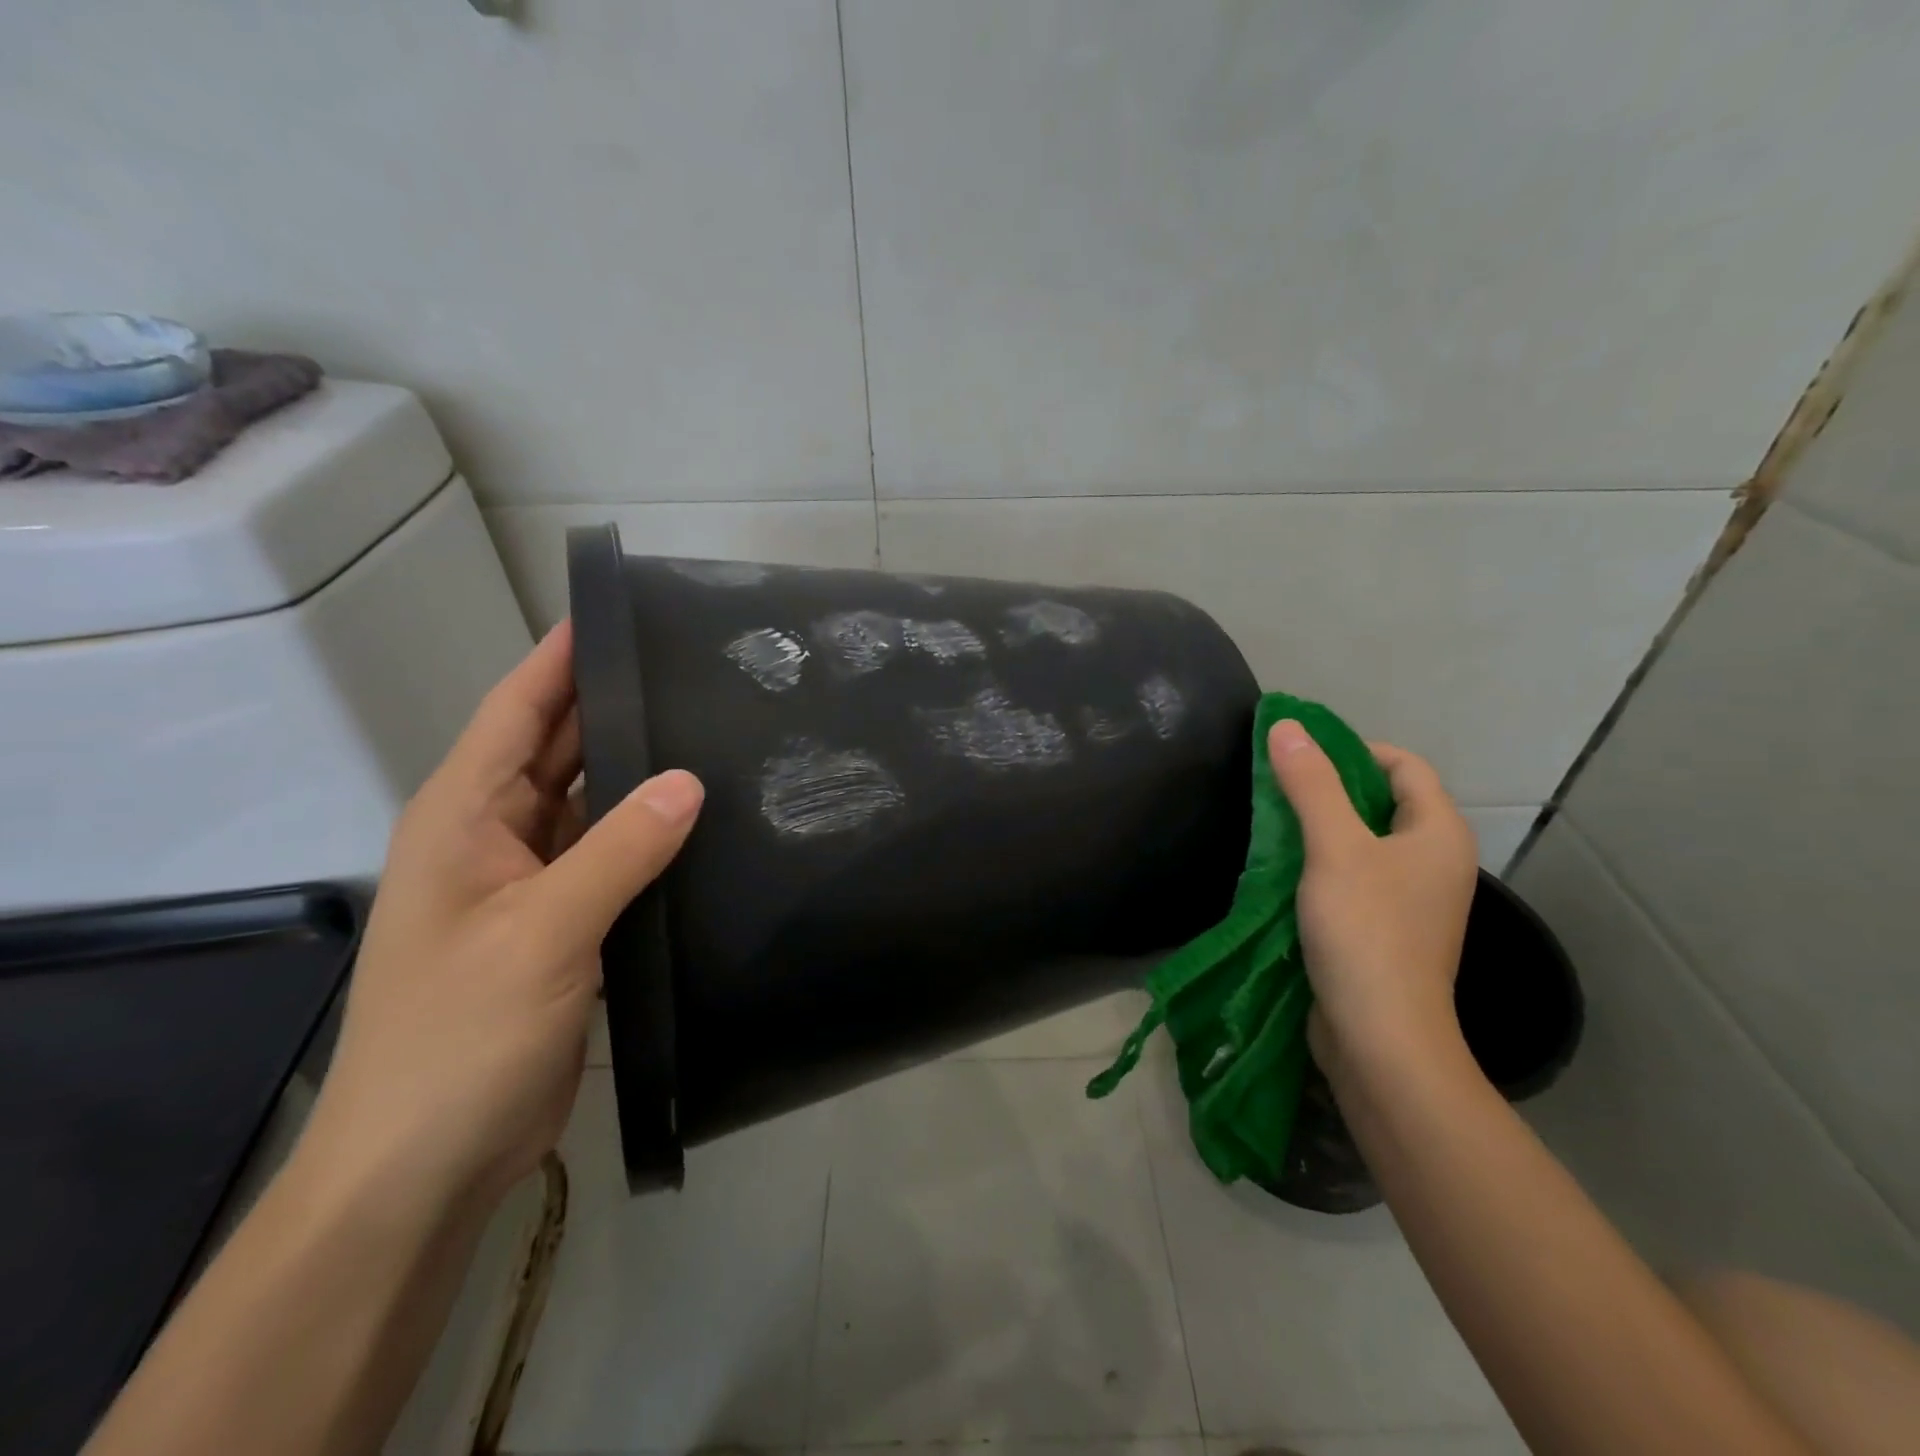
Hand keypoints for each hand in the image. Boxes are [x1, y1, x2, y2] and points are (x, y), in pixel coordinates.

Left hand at [300, 622, 703, 1212]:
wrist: (426, 1163)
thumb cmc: (460, 1035)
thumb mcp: (542, 931)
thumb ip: (620, 849)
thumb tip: (690, 780)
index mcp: (465, 818)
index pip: (518, 712)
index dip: (561, 658)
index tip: (619, 610)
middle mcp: (495, 837)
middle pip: (560, 750)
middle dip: (615, 706)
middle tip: (693, 669)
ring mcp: (531, 882)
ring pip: (593, 804)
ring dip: (640, 772)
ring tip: (712, 732)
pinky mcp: (563, 923)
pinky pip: (612, 856)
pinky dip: (650, 834)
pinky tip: (701, 821)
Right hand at [1268, 720, 1478, 1078]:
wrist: (1379, 1036)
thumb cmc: (1366, 931)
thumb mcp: (1334, 848)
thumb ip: (1311, 784)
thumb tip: (1286, 725)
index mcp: (1439, 833)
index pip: (1403, 765)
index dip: (1353, 750)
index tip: (1299, 756)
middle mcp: (1434, 861)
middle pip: (1382, 802)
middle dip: (1329, 788)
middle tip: (1276, 786)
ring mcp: (1411, 899)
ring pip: (1362, 842)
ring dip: (1319, 827)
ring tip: (1270, 823)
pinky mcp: (1384, 928)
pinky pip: (1352, 876)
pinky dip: (1319, 864)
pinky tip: (1282, 869)